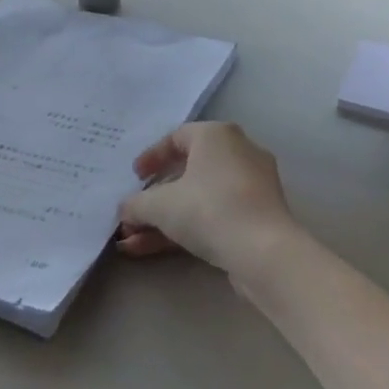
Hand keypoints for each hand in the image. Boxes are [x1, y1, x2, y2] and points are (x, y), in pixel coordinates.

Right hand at [116, 122, 302, 281]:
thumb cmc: (209, 210)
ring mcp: (252, 187)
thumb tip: (125, 210)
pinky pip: (215, 215)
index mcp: (217, 136)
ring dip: (164, 220)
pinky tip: (153, 251)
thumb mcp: (159, 205)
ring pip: (199, 198)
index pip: (177, 137)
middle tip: (133, 212)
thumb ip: (136, 204)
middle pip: (187, 171)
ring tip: (132, 242)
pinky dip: (187, 229)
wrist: (264, 253)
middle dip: (154, 198)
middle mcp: (238, 152)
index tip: (135, 177)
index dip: (151, 157)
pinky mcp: (258, 217)